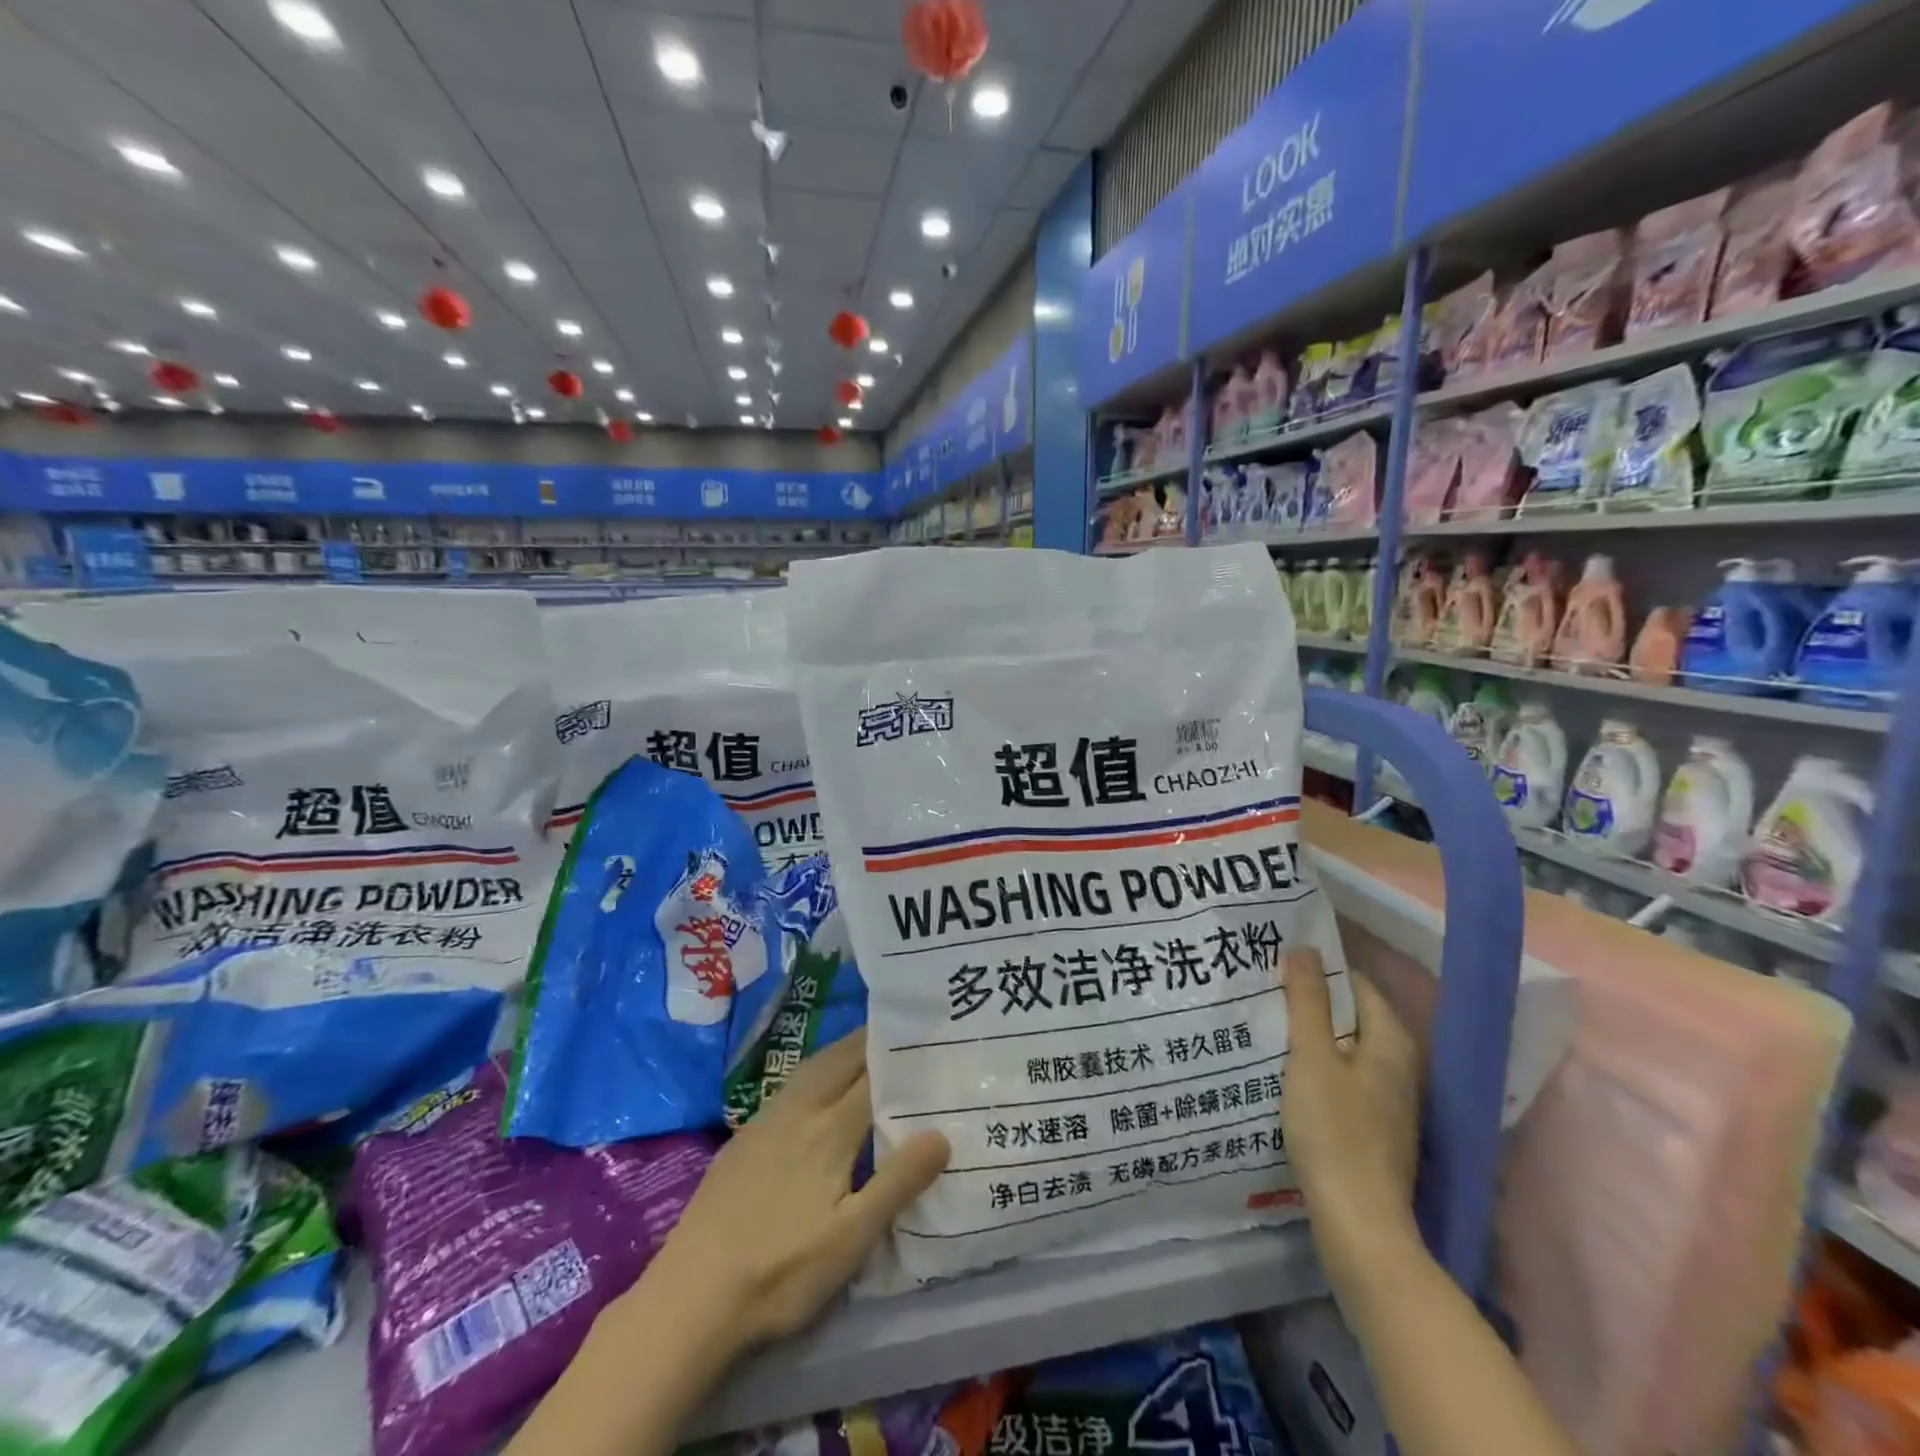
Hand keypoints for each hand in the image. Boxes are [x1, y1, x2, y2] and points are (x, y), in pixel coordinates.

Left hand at [640, 1029, 949, 1354]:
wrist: (691, 1295)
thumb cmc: (782, 1271)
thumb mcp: (852, 1238)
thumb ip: (898, 1182)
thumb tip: (942, 1131)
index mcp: (830, 1129)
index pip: (872, 1076)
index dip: (900, 1057)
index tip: (926, 1040)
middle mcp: (799, 1110)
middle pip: (839, 1059)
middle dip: (870, 1041)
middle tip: (900, 1035)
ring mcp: (765, 1121)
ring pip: (811, 1068)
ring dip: (840, 1052)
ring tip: (864, 1051)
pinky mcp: (743, 1138)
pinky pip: (790, 1087)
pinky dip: (814, 1073)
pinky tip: (814, 1093)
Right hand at [1277, 947, 1421, 1263]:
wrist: (1359, 1224)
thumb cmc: (1334, 1130)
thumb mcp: (1312, 1057)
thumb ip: (1308, 1001)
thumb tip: (1305, 947)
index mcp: (1392, 1042)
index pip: (1355, 984)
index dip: (1317, 971)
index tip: (1276, 965)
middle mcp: (1401, 1066)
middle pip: (1352, 1017)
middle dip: (1310, 1004)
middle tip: (1263, 994)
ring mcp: (1391, 1101)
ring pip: (1346, 1051)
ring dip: (1311, 1038)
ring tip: (1266, 1029)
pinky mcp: (1376, 1129)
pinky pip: (1344, 1080)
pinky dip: (1317, 1070)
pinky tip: (1285, 1075)